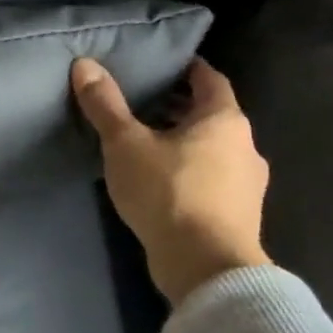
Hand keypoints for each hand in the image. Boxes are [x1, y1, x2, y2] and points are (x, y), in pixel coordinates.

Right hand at [71, 57, 271, 306]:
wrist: (206, 268)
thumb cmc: (168, 192)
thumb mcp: (125, 143)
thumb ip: (105, 104)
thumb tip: (85, 63)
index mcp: (224, 120)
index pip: (210, 79)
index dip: (187, 68)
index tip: (161, 65)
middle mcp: (245, 146)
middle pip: (211, 114)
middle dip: (179, 106)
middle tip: (142, 102)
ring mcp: (247, 184)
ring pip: (213, 148)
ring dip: (184, 141)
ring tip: (145, 142)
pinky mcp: (238, 214)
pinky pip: (212, 177)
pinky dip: (190, 169)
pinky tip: (160, 180)